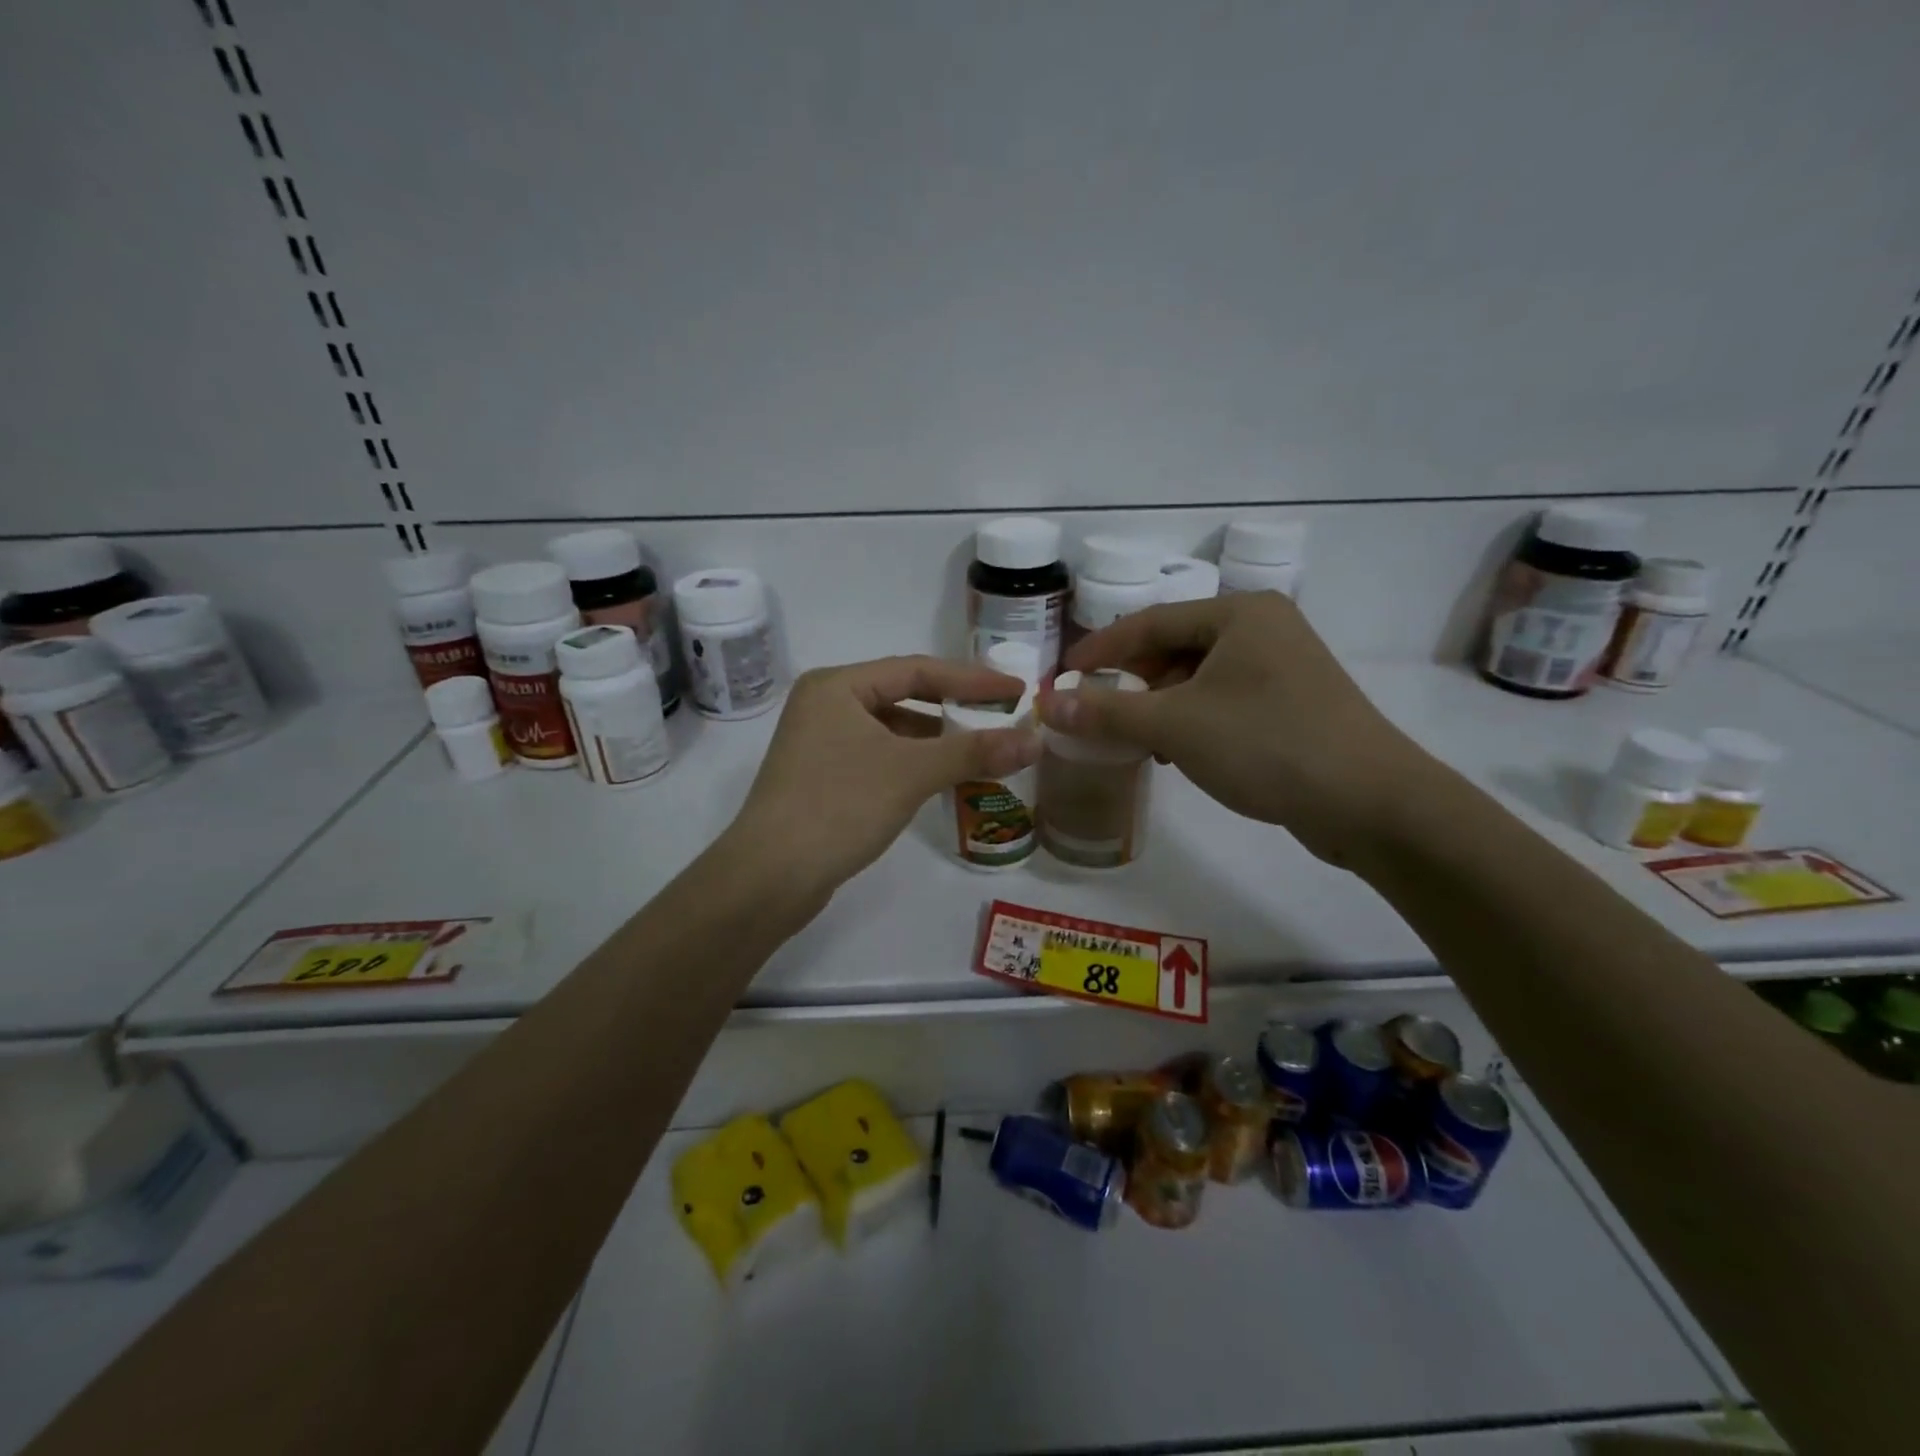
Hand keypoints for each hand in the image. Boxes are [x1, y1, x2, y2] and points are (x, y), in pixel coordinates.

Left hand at [730, 656, 1040, 898]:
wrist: (770, 876)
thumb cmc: (839, 806)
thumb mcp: (911, 772)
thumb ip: (974, 752)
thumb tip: (1036, 740)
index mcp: (838, 686)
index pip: (917, 670)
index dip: (972, 680)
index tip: (1017, 690)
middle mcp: (826, 705)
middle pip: (904, 696)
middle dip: (955, 709)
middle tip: (1003, 717)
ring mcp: (820, 743)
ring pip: (892, 730)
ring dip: (936, 740)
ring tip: (983, 750)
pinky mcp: (822, 777)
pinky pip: (880, 757)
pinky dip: (914, 764)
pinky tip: (942, 779)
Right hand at [1041, 593, 1434, 866]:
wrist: (1369, 803)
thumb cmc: (1266, 744)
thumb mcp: (1176, 726)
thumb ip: (1107, 713)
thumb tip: (1044, 704)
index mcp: (1239, 613)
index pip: (1149, 622)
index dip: (1099, 650)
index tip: (1061, 676)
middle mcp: (1263, 628)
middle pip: (1174, 648)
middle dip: (1131, 683)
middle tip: (1094, 711)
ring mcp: (1282, 667)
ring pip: (1198, 678)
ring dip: (1159, 706)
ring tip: (1132, 738)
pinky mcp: (1292, 703)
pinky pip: (1223, 701)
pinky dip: (1191, 721)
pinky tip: (1177, 752)